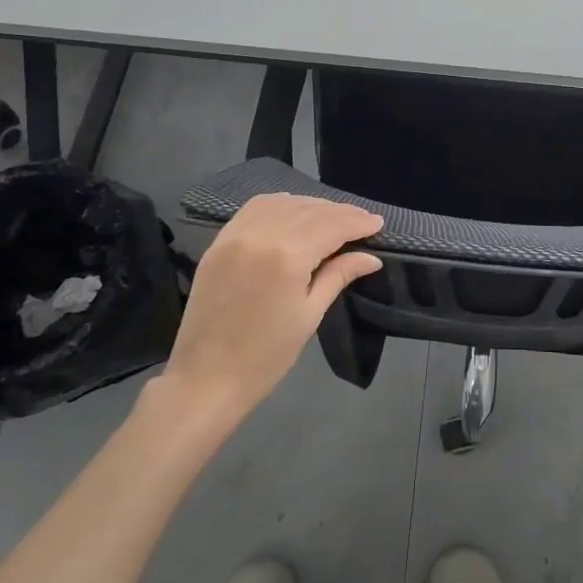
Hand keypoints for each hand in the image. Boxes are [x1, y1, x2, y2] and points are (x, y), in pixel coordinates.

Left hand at [158, 194, 383, 430]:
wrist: (205, 379)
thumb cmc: (266, 356)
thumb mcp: (309, 314)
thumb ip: (338, 276)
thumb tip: (370, 257)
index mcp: (288, 256)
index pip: (331, 226)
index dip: (357, 222)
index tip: (378, 223)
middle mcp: (261, 234)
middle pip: (309, 210)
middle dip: (339, 212)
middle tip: (362, 220)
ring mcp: (236, 234)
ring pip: (282, 203)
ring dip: (311, 205)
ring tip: (332, 216)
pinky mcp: (219, 241)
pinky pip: (254, 208)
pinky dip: (279, 205)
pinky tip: (293, 212)